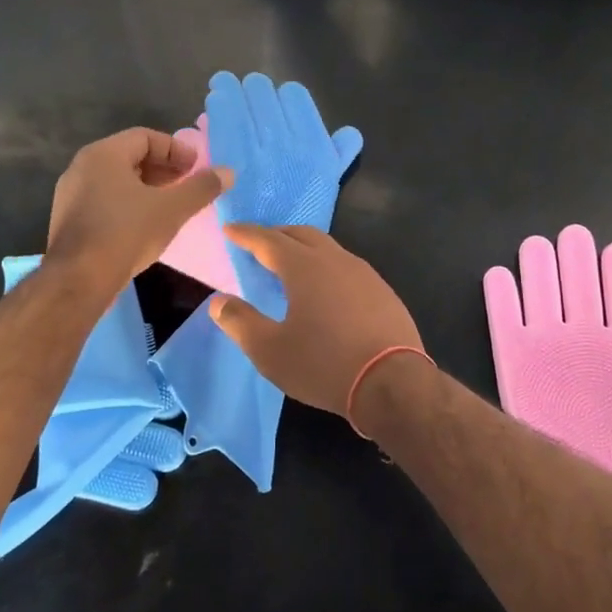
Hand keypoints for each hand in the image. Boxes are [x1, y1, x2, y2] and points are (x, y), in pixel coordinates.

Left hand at [47, 128, 230, 291]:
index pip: (145, 137)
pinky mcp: (68, 219)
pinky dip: (128, 203)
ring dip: (147, 187)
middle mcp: (82, 166)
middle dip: (163, 168)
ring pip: (116, 180)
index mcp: (104, 154)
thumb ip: (201, 187)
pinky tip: (145, 224)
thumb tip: (228, 172)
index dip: (176, 150)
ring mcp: (70, 194)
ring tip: (170, 205)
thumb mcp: (172, 209)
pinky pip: (104, 199)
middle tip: (187, 185)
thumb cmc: (126, 233)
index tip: (196, 168)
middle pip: (130, 156)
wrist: (78, 280)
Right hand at [209, 225, 423, 417]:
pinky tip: (326, 288)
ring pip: (328, 247)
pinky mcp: (382, 291)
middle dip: (276, 234)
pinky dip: (326, 265)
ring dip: (304, 247)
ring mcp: (364, 273)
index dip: (246, 234)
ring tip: (289, 262)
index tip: (229, 229)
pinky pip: (347, 266)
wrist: (392, 382)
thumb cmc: (324, 364)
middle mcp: (335, 259)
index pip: (268, 240)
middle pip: (301, 234)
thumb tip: (218, 301)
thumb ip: (240, 322)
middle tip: (258, 242)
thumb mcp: (270, 350)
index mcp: (304, 267)